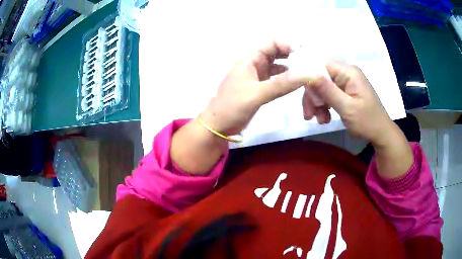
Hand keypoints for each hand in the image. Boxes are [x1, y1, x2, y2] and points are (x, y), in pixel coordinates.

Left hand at [201, 41, 309, 134]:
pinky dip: (288, 77)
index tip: (306, 53)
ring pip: (279, 64)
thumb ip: (281, 84)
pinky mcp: (262, 86)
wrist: (219, 125)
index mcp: (250, 58)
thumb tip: (306, 74)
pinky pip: (278, 77)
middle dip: (294, 53)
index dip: (289, 43)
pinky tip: (298, 81)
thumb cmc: (231, 107)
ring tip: (309, 70)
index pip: (273, 42)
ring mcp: (259, 74)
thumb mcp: (256, 94)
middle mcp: (256, 62)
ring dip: (293, 65)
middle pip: (278, 51)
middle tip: (312, 60)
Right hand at [307, 60, 393, 145]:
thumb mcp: (347, 108)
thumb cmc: (367, 122)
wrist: (381, 134)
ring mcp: (346, 82)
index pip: (320, 64)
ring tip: (319, 120)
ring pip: (322, 87)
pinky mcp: (345, 91)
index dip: (308, 76)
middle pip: (320, 77)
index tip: (302, 94)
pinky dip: (324, 106)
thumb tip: (308, 74)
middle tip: (309, 115)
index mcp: (348, 72)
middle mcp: (346, 73)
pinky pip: (329, 94)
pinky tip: (324, 118)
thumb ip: (328, 91)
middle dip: (313, 96)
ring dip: (317, 104)